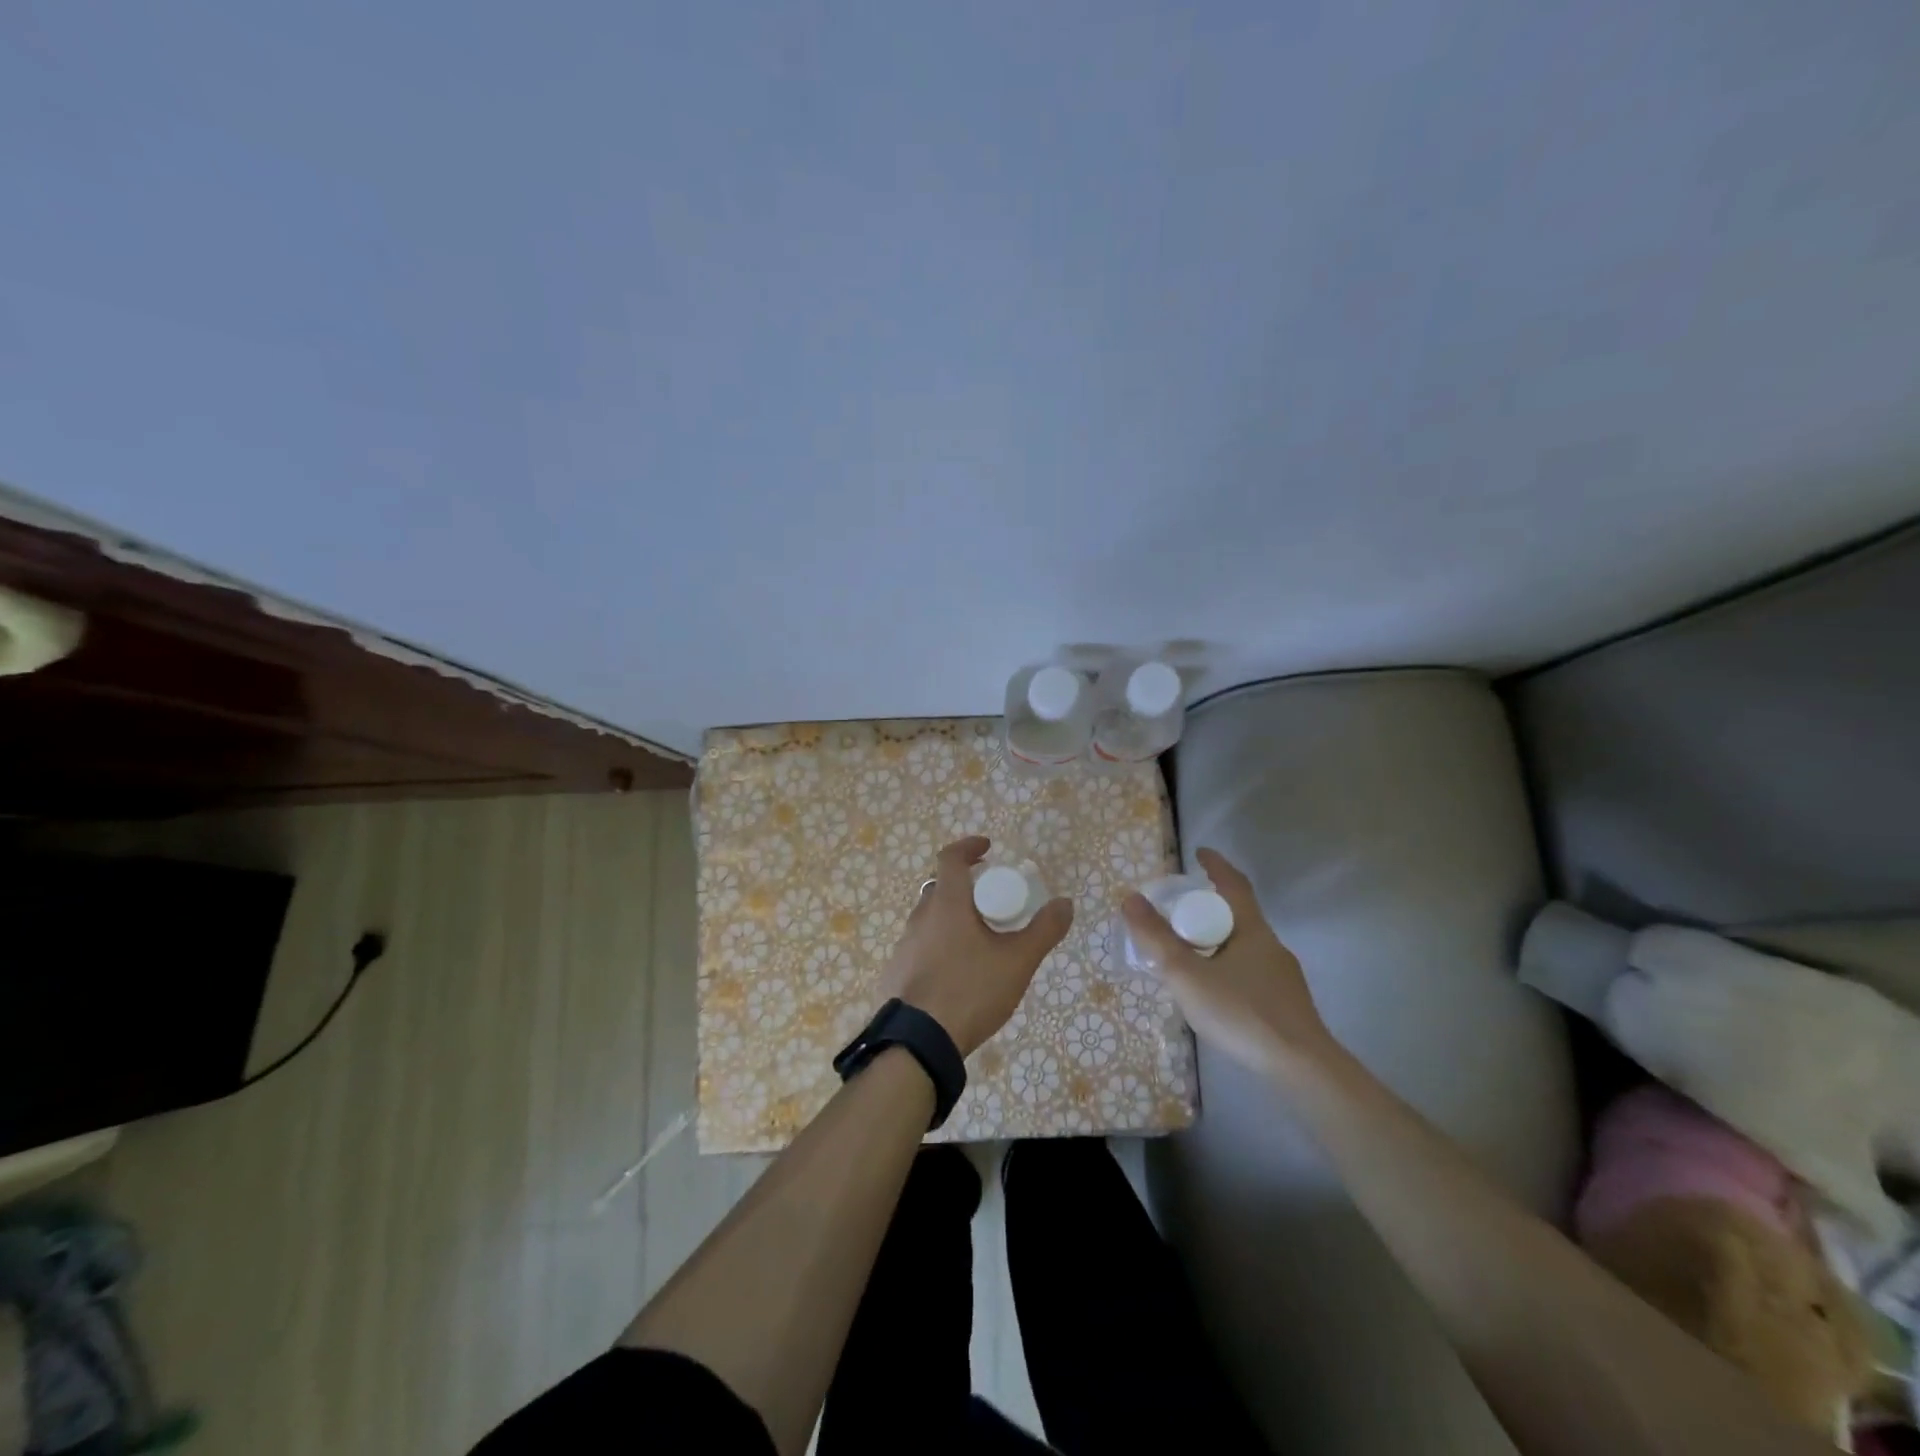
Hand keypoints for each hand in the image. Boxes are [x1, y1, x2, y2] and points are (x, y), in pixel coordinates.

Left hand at [877, 836, 1073, 1057]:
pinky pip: (920, 946)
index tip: (988, 849)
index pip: (951, 858)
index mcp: (947, 904)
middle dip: (966, 887)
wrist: (918, 1042)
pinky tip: (956, 972)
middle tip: (991, 901)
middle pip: (941, 888)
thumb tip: (1065, 903)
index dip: (969, 847)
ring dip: (952, 917)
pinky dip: (939, 945)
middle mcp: (920, 916)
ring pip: (930, 918)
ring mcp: (904, 945)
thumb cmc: (970, 991)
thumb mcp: (1017, 962)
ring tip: (979, 940)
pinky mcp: (896, 971)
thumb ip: (1044, 930)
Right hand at [1122, 847, 1335, 1074]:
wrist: (1300, 1068)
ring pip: (1244, 945)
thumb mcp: (1187, 974)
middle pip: (1238, 914)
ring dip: (1217, 940)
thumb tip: (1130, 898)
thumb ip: (1156, 938)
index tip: (1199, 853)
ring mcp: (1282, 976)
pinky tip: (1214, 990)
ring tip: (1189, 953)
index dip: (1215, 865)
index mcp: (1251, 929)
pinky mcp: (1285, 1003)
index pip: (1233, 884)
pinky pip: (1250, 970)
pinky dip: (1227, 966)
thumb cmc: (1242, 1012)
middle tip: (1180, 910)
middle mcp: (1270, 945)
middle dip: (1210, 907)